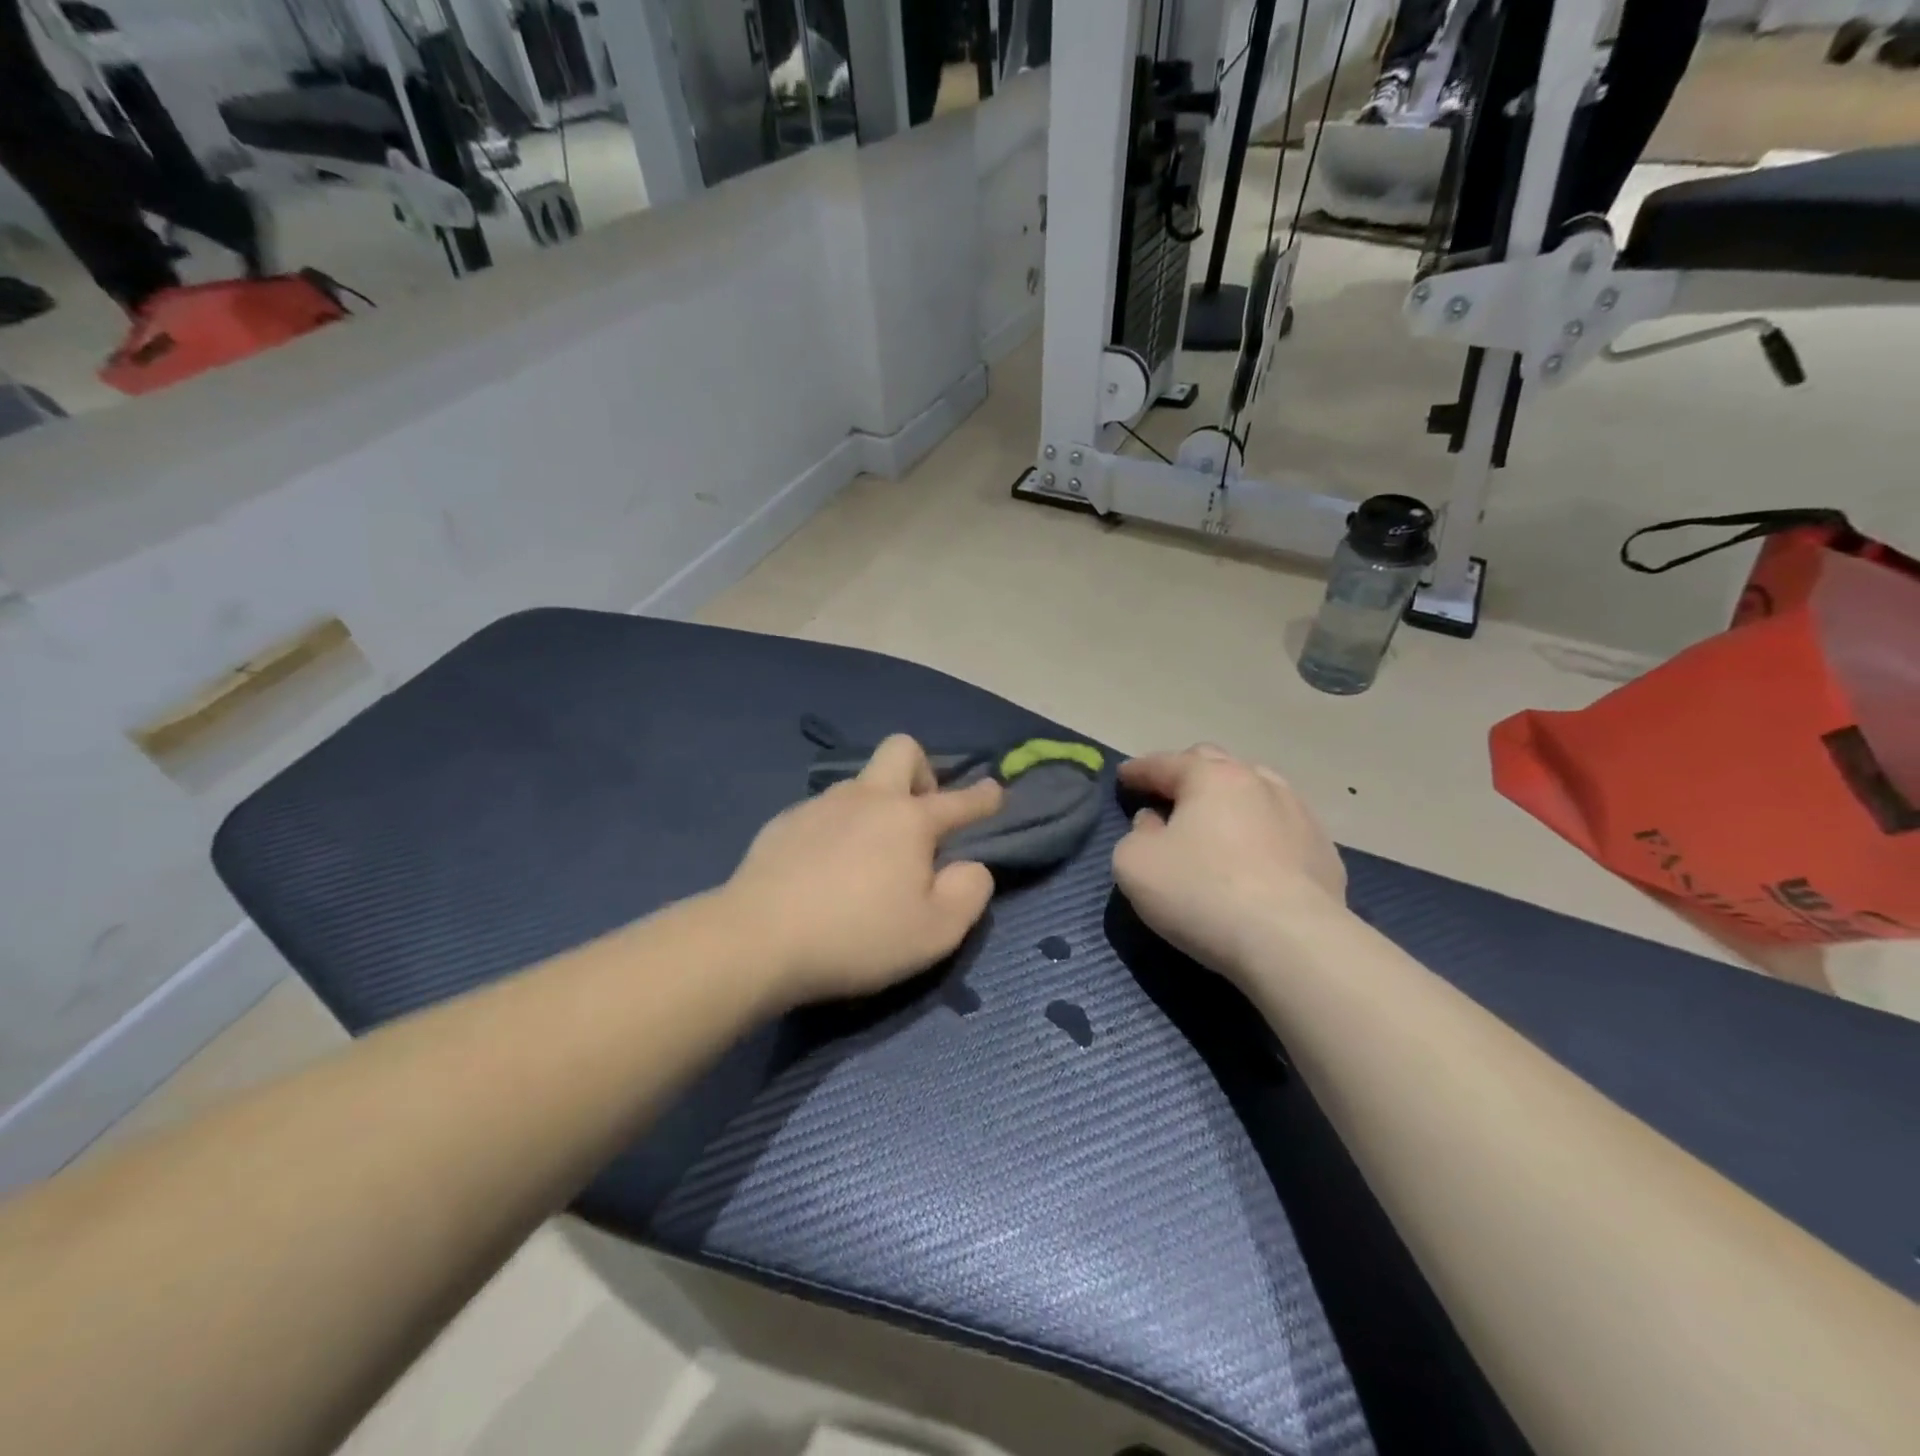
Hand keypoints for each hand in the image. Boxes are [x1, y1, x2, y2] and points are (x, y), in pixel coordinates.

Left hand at [724, 735, 1003, 1005]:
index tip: (996, 791)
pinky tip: (822, 870)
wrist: (756, 940)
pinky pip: (823, 812)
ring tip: (866, 857)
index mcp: (909, 820)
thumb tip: (971, 866)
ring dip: (875, 805)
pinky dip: (836, 830)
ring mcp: (820, 805)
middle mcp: (867, 798)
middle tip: (920, 818)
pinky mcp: (782, 823)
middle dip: (922, 772)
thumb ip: (969, 893)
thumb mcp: (936, 932)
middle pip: (902, 750)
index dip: (984, 797)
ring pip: (859, 783)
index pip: (959, 801)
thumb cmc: (857, 937)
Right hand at [1113, 745, 1347, 975]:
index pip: (1164, 763)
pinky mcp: (1324, 852)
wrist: (1292, 942)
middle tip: (1167, 794)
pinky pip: (1282, 827)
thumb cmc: (1201, 893)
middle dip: (1186, 773)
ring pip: (1256, 790)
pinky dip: (1260, 831)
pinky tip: (1254, 855)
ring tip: (1215, 819)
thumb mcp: (1135, 864)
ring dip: (1229, 798)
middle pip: (1215, 764)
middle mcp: (1258, 783)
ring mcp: (1299, 814)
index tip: (1123, 777)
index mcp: (1210, 777)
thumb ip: (1136, 835)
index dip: (1138, 770)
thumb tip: (1154, 823)